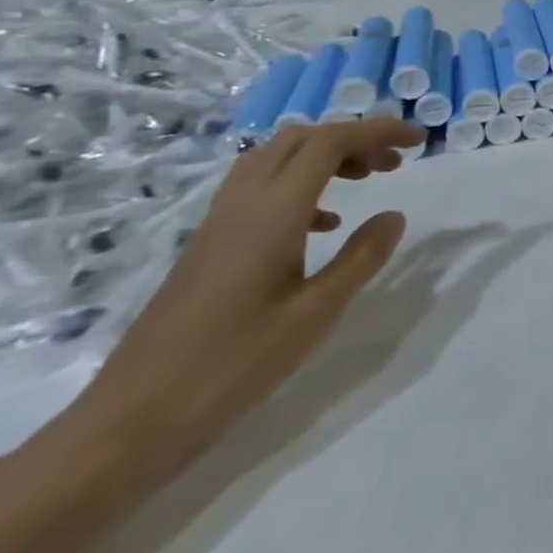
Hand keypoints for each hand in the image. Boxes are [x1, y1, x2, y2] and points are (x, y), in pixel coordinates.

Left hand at [64, 116, 425, 488]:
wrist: (133, 421)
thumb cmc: (234, 365)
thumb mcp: (316, 313)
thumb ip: (361, 257)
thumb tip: (394, 216)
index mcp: (271, 214)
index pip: (328, 143)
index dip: (378, 131)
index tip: (419, 141)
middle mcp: (242, 206)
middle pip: (298, 140)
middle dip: (352, 138)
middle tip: (393, 163)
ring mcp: (218, 225)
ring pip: (275, 159)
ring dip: (324, 156)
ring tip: (365, 181)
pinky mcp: (208, 246)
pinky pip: (259, 188)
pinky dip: (301, 184)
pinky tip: (324, 224)